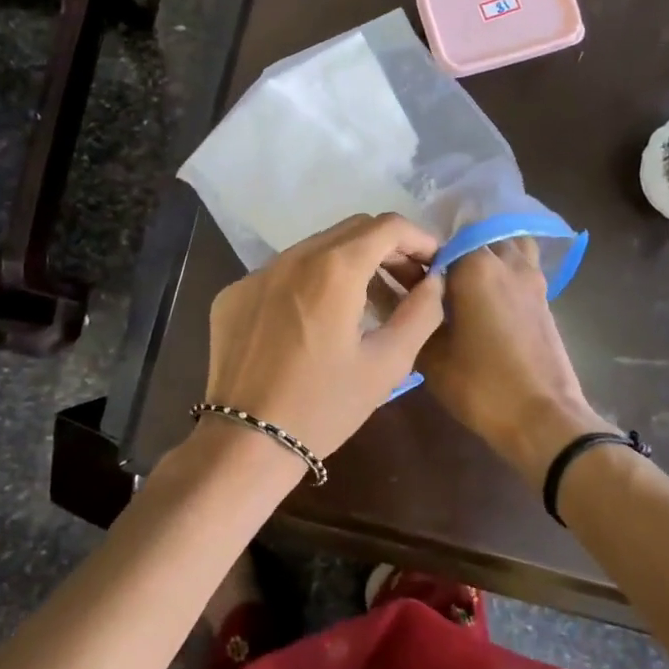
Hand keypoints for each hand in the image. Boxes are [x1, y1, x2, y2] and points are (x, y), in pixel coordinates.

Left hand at [203, 213, 444, 459]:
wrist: (245, 442)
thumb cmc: (324, 407)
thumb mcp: (387, 364)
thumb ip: (420, 313)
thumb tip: (435, 281)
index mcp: (334, 269)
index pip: (387, 226)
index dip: (419, 238)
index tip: (434, 263)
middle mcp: (292, 257)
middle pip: (351, 229)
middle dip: (387, 247)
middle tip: (406, 281)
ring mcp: (257, 273)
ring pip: (314, 248)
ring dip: (347, 262)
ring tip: (365, 300)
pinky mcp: (234, 293)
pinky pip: (281, 272)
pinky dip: (308, 282)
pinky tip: (314, 321)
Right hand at [418, 240, 608, 480]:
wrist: (544, 420)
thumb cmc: (481, 386)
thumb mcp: (430, 354)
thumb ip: (411, 314)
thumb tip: (388, 290)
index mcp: (475, 267)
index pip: (440, 241)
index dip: (420, 256)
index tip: (405, 277)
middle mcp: (506, 261)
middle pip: (474, 238)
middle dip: (451, 253)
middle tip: (430, 282)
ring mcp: (531, 277)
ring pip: (504, 245)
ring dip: (484, 254)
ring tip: (462, 282)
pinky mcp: (545, 297)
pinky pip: (520, 265)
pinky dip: (502, 270)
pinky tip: (484, 299)